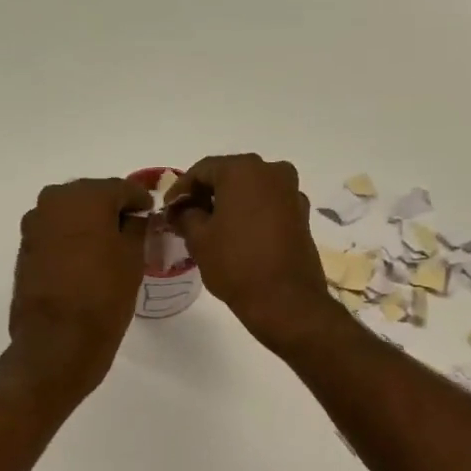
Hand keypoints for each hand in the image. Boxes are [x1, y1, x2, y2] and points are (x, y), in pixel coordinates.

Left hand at [8, 177, 149, 400]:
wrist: (57, 341)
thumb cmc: (103, 296)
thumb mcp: (133, 259)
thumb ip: (136, 227)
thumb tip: (134, 217)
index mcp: (85, 196)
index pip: (121, 188)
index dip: (140, 201)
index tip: (151, 214)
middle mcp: (54, 201)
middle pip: (92, 197)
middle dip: (111, 210)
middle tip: (132, 230)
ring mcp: (35, 225)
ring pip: (71, 215)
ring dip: (89, 225)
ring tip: (109, 248)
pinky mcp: (25, 249)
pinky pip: (56, 234)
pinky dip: (72, 240)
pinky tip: (86, 260)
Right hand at [165, 154, 337, 353]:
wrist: (285, 300)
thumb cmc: (236, 264)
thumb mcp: (199, 239)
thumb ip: (185, 215)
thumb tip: (180, 210)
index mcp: (243, 170)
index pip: (202, 170)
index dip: (181, 189)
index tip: (168, 209)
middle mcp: (272, 171)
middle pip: (229, 175)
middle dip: (206, 194)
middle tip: (186, 216)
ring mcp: (291, 192)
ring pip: (251, 190)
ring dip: (229, 203)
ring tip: (210, 227)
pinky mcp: (302, 215)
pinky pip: (268, 205)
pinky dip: (250, 213)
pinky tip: (236, 234)